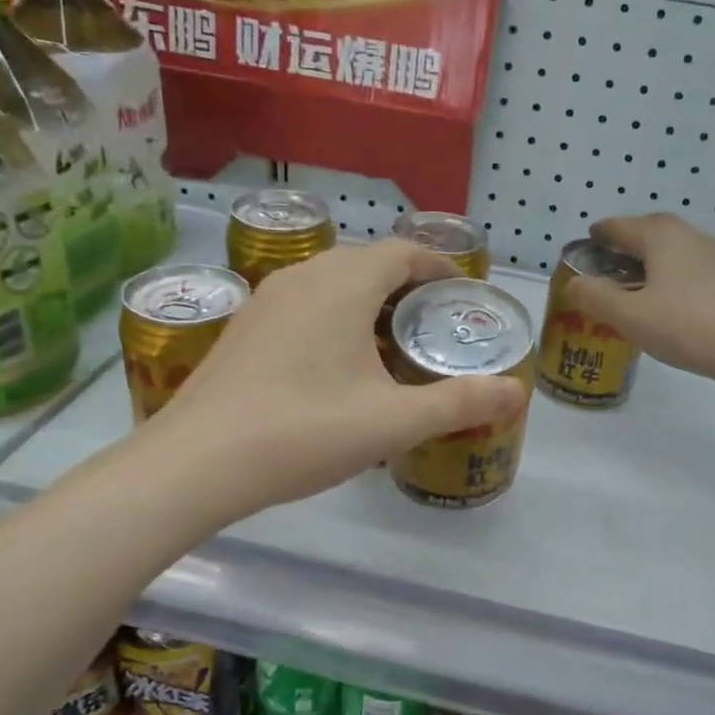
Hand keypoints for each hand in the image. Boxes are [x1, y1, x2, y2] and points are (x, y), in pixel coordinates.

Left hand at [145, 239, 527, 523]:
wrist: (197, 462)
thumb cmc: (304, 431)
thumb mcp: (393, 422)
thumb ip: (459, 402)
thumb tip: (518, 393)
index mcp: (343, 285)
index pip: (401, 252)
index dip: (437, 266)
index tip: (460, 292)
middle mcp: (303, 277)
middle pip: (365, 263)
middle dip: (404, 286)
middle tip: (431, 326)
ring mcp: (264, 301)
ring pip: (329, 284)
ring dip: (364, 302)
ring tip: (388, 345)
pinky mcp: (242, 329)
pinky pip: (300, 306)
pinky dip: (330, 318)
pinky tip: (332, 367)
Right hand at [566, 214, 714, 386]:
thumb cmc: (686, 325)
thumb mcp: (629, 316)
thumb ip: (596, 297)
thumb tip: (573, 282)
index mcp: (660, 237)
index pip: (620, 226)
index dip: (599, 234)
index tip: (586, 242)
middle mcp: (689, 237)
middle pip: (651, 230)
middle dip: (627, 241)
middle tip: (608, 262)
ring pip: (674, 249)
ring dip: (651, 259)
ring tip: (635, 282)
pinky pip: (690, 268)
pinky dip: (671, 275)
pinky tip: (668, 300)